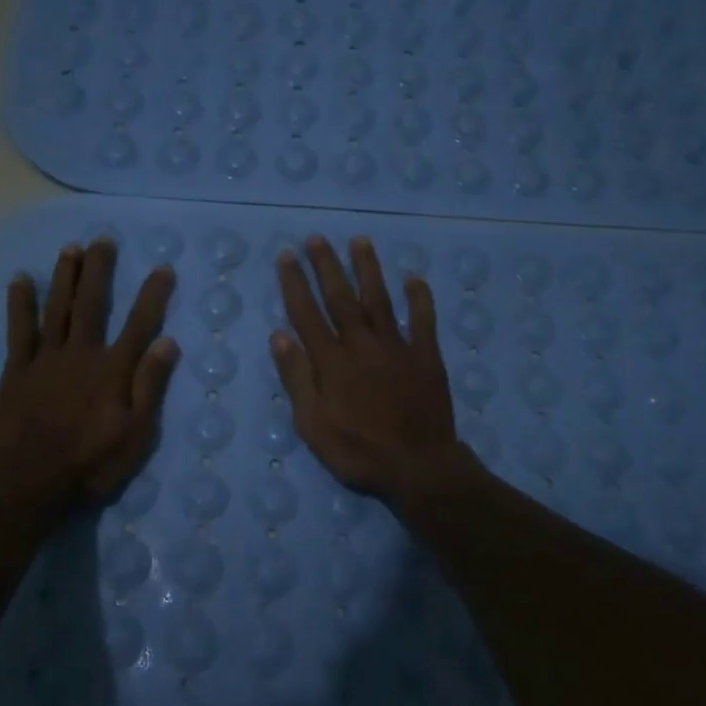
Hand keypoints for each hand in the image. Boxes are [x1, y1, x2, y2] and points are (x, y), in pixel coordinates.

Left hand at [0, 239, 179, 511]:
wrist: (32, 484)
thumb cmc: (92, 463)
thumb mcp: (137, 433)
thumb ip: (151, 385)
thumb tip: (167, 342)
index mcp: (113, 369)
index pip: (139, 323)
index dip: (153, 295)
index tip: (163, 268)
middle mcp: (81, 353)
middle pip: (92, 303)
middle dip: (100, 269)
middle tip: (103, 239)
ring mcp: (46, 359)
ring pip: (57, 308)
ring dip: (65, 276)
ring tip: (70, 248)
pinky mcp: (18, 370)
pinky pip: (19, 329)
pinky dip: (20, 303)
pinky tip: (21, 280)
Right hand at [270, 236, 470, 505]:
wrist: (418, 467)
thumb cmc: (358, 451)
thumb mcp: (312, 424)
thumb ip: (297, 378)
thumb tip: (279, 335)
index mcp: (332, 361)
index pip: (307, 314)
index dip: (295, 284)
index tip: (286, 256)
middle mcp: (362, 344)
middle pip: (341, 298)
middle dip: (327, 266)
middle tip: (316, 238)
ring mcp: (397, 347)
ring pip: (379, 299)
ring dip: (368, 269)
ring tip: (360, 241)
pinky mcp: (426, 357)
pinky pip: (423, 320)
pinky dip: (419, 298)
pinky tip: (414, 278)